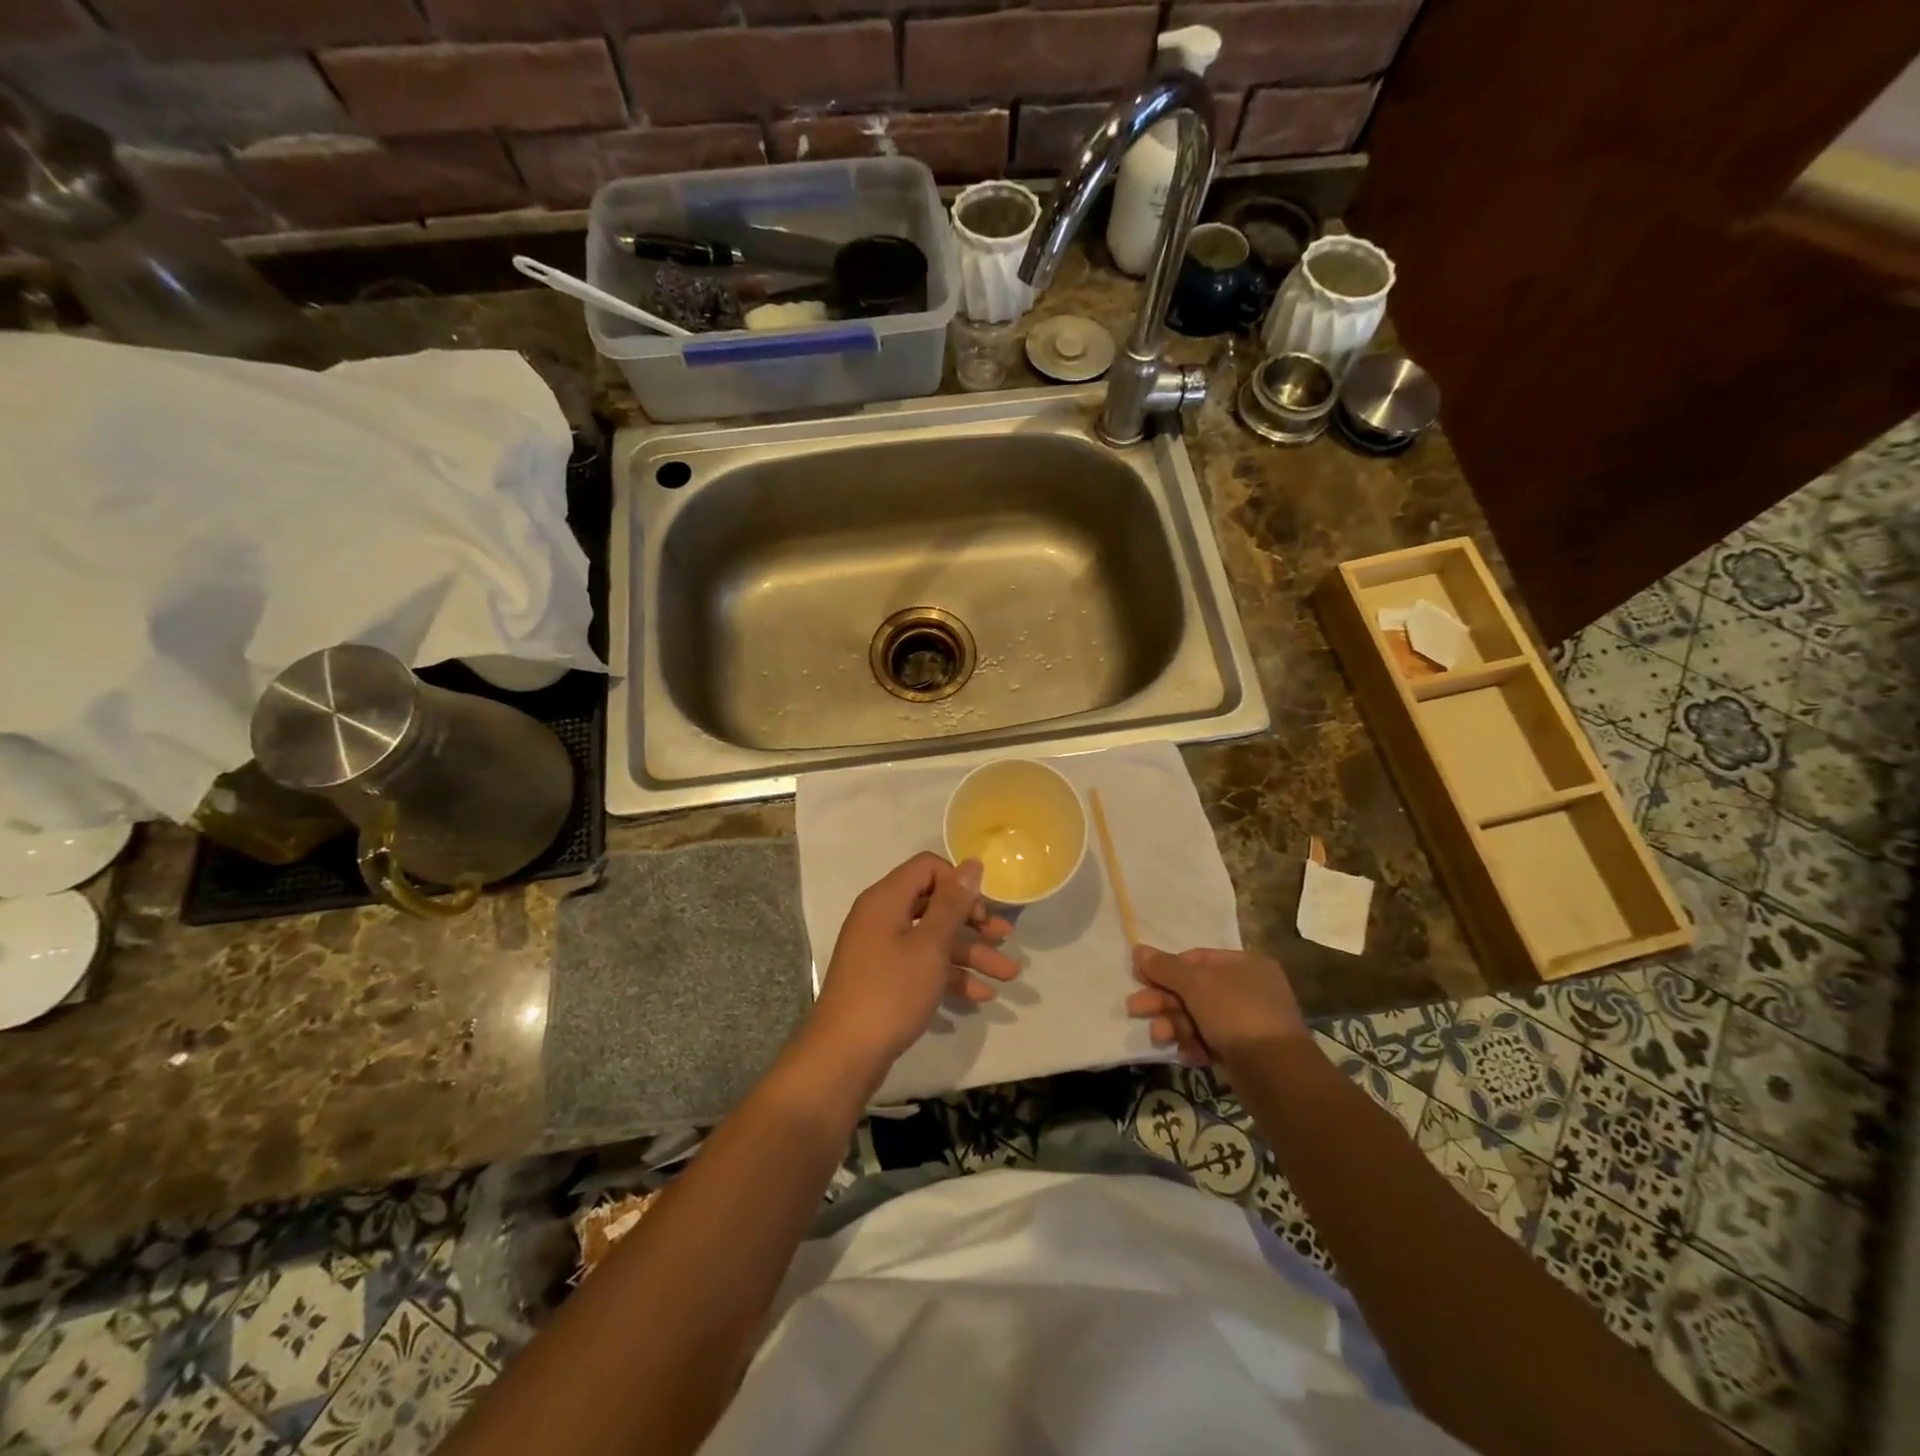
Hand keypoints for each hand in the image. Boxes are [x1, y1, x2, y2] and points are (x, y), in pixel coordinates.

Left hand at [809, 853, 1019, 1070]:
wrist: (845, 1055)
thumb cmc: (891, 991)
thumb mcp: (929, 945)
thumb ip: (952, 904)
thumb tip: (971, 864)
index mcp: (886, 899)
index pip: (927, 868)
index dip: (958, 883)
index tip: (982, 909)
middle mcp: (882, 917)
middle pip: (934, 905)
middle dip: (973, 921)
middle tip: (1004, 938)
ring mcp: (882, 950)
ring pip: (933, 940)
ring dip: (971, 954)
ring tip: (1008, 975)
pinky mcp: (886, 979)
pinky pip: (923, 966)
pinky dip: (951, 976)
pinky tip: (982, 996)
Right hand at [1125, 945, 1307, 1067]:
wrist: (1276, 1074)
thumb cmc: (1236, 1014)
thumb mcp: (1195, 984)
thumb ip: (1164, 967)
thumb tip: (1137, 950)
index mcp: (1245, 964)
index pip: (1196, 959)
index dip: (1166, 968)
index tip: (1140, 978)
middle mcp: (1250, 989)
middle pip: (1195, 990)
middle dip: (1164, 1001)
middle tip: (1135, 1008)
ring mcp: (1249, 1023)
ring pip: (1200, 1018)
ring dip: (1175, 1025)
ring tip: (1159, 1037)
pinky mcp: (1246, 1053)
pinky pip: (1212, 1042)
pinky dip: (1195, 1046)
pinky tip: (1186, 1054)